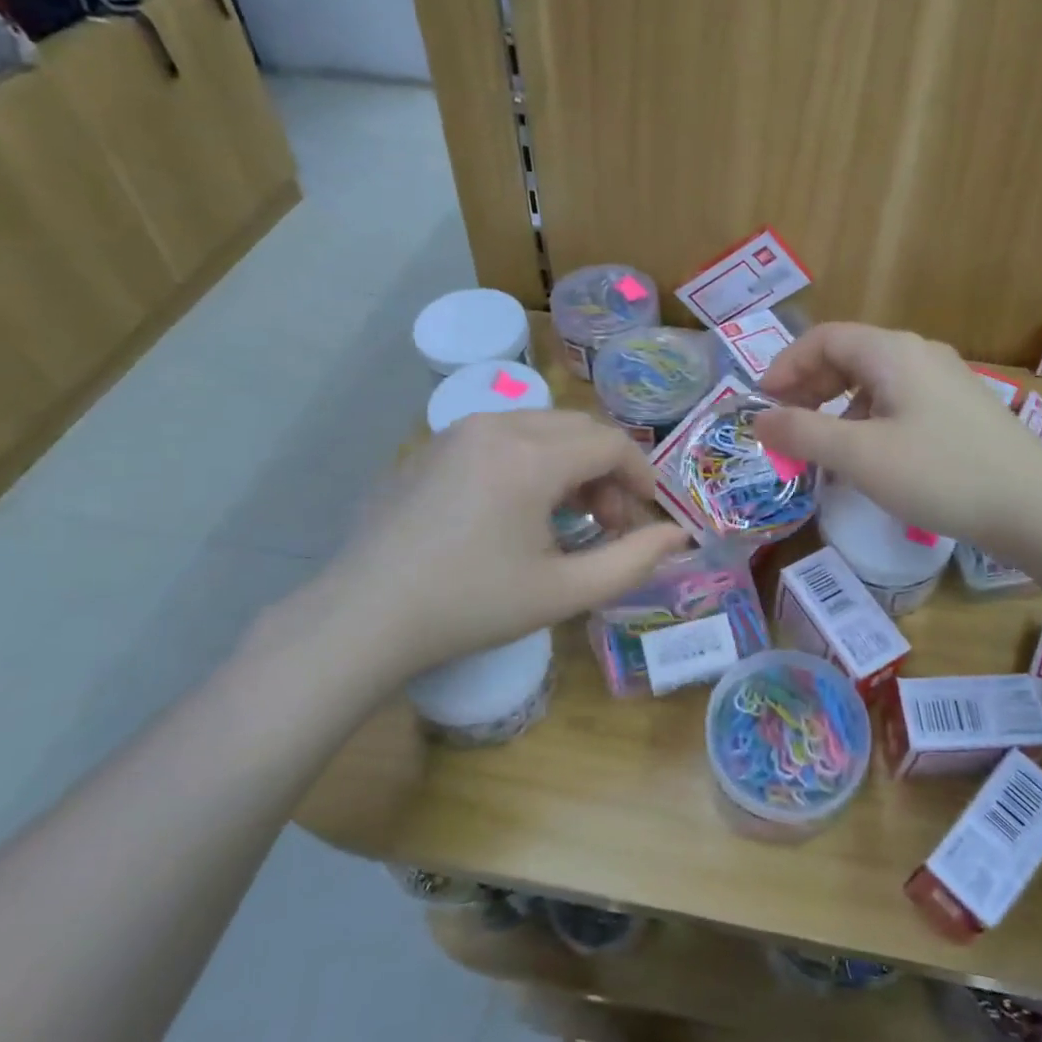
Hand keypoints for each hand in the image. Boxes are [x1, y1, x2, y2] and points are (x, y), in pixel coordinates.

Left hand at [264, 411, 688, 702]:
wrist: (365, 617)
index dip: (640, 476)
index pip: (610, 443)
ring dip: (569, 462)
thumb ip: (632, 561)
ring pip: (540, 427)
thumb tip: (676, 536)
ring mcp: (458, 431)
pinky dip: (530, 460)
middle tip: (607, 523)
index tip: (644, 517)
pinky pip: (501, 435)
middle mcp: (497, 425)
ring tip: (565, 518)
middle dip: (606, 470)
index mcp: (531, 456)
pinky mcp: (432, 445)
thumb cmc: (471, 606)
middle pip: (578, 428)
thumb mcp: (563, 592)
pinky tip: (516, 509)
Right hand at [753, 324, 1041, 546]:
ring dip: (837, 405)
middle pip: (848, 355)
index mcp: (892, 352)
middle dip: (809, 386)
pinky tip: (868, 455)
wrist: (1034, 507)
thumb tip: (758, 420)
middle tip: (786, 425)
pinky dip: (868, 418)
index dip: (785, 366)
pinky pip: (898, 399)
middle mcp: (919, 353)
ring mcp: (945, 379)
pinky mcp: (960, 408)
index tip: (763, 405)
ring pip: (873, 379)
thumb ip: (802, 433)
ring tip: (822, 445)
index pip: (823, 338)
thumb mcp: (859, 456)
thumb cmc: (939, 474)